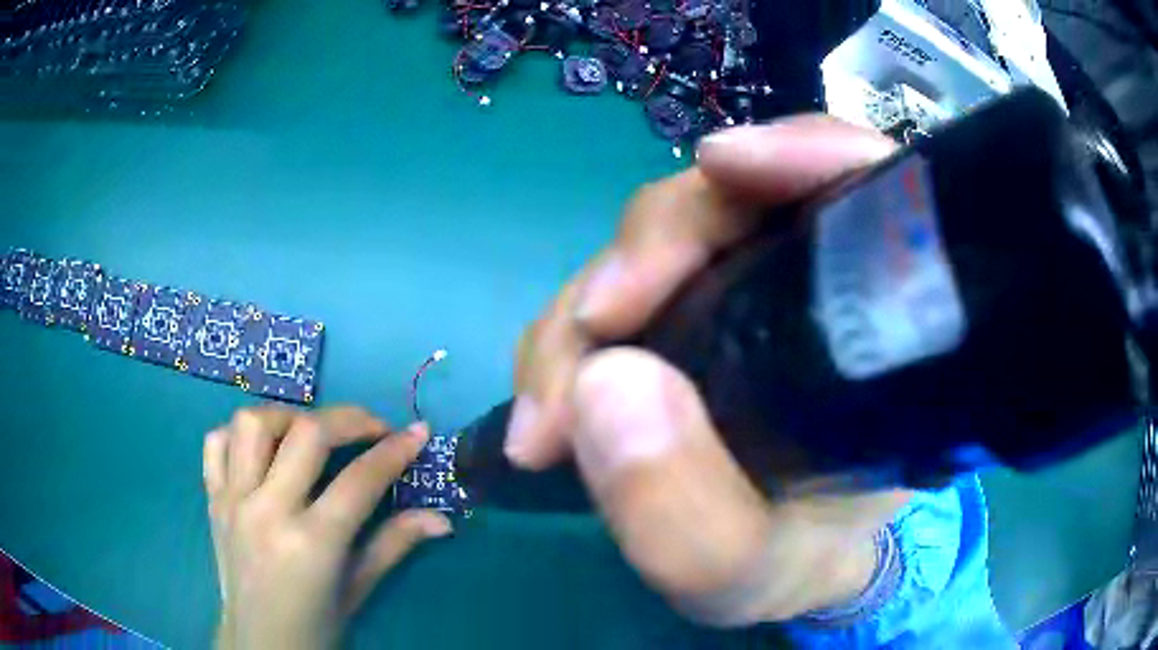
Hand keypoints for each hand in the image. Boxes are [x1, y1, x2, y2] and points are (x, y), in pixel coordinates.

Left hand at [203, 406, 451, 649]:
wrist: (260, 643)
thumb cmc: (316, 624)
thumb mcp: (359, 589)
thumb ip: (395, 545)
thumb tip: (443, 518)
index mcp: (312, 543)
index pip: (359, 480)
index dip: (395, 451)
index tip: (417, 432)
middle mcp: (268, 511)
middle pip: (308, 435)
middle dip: (350, 419)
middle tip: (373, 428)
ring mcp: (233, 500)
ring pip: (254, 423)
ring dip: (290, 417)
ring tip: (311, 433)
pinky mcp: (212, 499)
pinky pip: (216, 442)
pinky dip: (239, 432)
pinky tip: (262, 448)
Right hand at [506, 116, 911, 625]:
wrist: (781, 570)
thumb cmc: (798, 561)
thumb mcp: (755, 573)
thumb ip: (692, 521)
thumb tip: (604, 387)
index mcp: (880, 323)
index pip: (869, 185)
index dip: (804, 153)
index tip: (724, 167)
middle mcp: (814, 280)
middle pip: (728, 200)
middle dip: (648, 251)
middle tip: (589, 344)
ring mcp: (743, 285)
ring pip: (653, 243)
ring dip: (588, 308)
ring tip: (552, 412)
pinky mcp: (684, 309)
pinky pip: (614, 288)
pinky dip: (570, 331)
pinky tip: (552, 400)